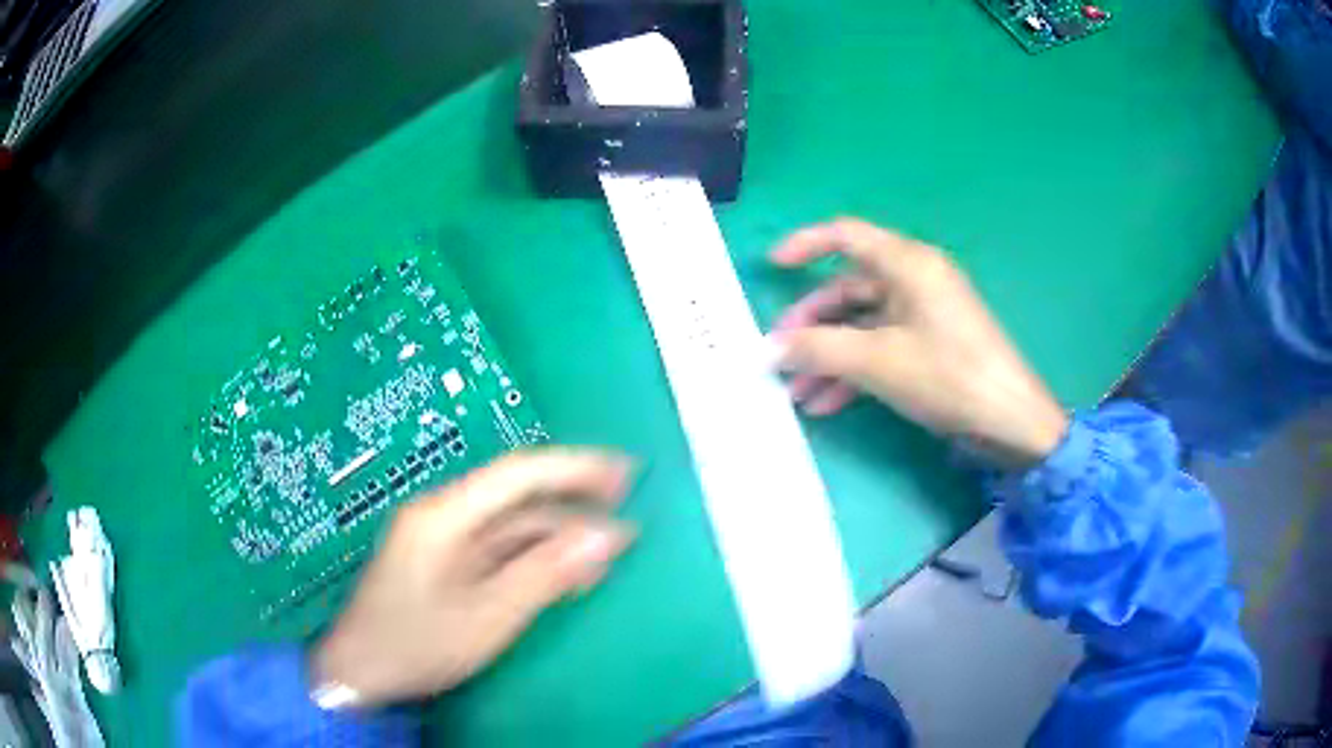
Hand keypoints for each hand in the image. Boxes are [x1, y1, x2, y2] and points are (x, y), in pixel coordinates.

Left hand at [311, 449, 634, 706]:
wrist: (359, 671)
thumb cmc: (417, 644)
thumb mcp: (487, 616)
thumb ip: (546, 573)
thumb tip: (607, 537)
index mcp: (445, 515)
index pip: (518, 473)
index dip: (574, 467)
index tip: (623, 472)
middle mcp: (443, 515)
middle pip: (517, 498)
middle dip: (573, 502)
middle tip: (628, 509)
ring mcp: (442, 540)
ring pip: (511, 527)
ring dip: (559, 537)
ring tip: (607, 557)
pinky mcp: (445, 564)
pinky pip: (499, 550)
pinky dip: (536, 558)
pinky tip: (566, 575)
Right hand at [770, 219, 1067, 466]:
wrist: (1010, 422)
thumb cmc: (948, 376)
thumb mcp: (877, 361)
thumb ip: (819, 349)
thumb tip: (771, 348)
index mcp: (908, 264)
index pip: (847, 235)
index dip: (805, 244)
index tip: (772, 267)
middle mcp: (916, 281)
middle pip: (849, 288)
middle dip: (812, 324)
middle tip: (780, 356)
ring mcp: (925, 315)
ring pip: (863, 325)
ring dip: (828, 356)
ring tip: (798, 394)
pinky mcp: (931, 347)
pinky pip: (882, 348)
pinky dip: (854, 371)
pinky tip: (828, 404)